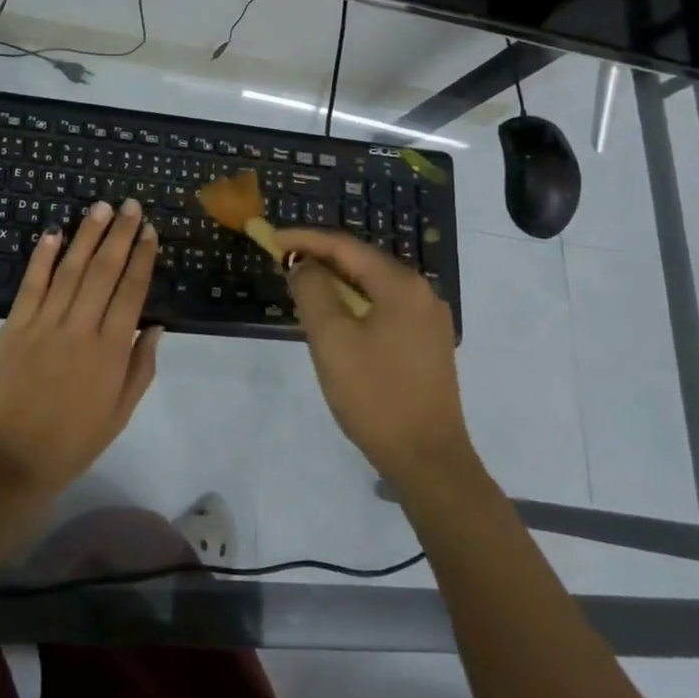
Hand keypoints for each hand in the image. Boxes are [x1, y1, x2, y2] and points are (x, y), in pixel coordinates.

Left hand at [0, 199, 161, 500]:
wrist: (8, 462)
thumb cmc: (72, 443)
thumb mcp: (119, 415)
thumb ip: (141, 368)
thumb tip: (156, 326)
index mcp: (111, 351)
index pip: (132, 292)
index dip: (142, 258)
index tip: (150, 232)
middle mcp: (80, 328)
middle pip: (104, 271)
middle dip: (120, 235)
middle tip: (132, 205)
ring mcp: (44, 324)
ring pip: (70, 269)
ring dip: (87, 235)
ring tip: (101, 207)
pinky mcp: (14, 326)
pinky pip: (31, 284)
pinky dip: (42, 257)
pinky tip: (53, 233)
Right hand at [270, 227, 477, 488]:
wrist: (428, 459)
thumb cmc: (374, 395)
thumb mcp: (332, 339)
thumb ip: (312, 291)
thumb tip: (303, 264)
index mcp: (401, 285)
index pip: (345, 246)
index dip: (304, 239)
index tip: (270, 238)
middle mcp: (421, 293)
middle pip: (361, 262)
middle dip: (320, 258)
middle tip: (282, 263)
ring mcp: (428, 319)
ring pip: (372, 286)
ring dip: (336, 282)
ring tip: (301, 287)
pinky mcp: (427, 344)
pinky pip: (384, 308)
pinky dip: (354, 303)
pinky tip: (334, 318)